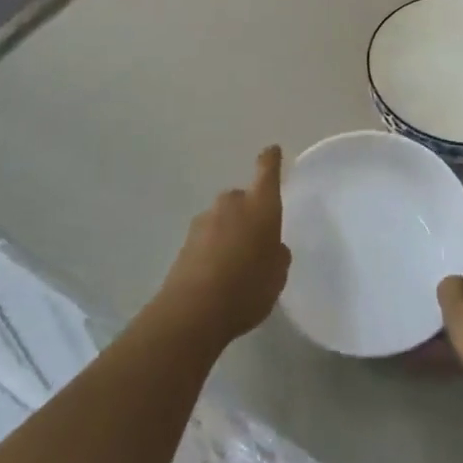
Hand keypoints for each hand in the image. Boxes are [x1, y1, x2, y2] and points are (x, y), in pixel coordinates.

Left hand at [158, 146, 291, 347]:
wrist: (193, 311)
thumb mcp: (277, 275)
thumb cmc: (248, 287)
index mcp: (260, 205)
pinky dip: (212, 249)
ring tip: (235, 265)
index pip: (267, 171)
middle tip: (255, 241)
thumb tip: (270, 246)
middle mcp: (231, 204)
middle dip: (248, 213)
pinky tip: (216, 276)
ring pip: (222, 219)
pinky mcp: (185, 242)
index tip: (272, 151)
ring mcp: (204, 220)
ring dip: (228, 232)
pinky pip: (207, 238)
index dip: (271, 160)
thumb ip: (276, 254)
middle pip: (242, 199)